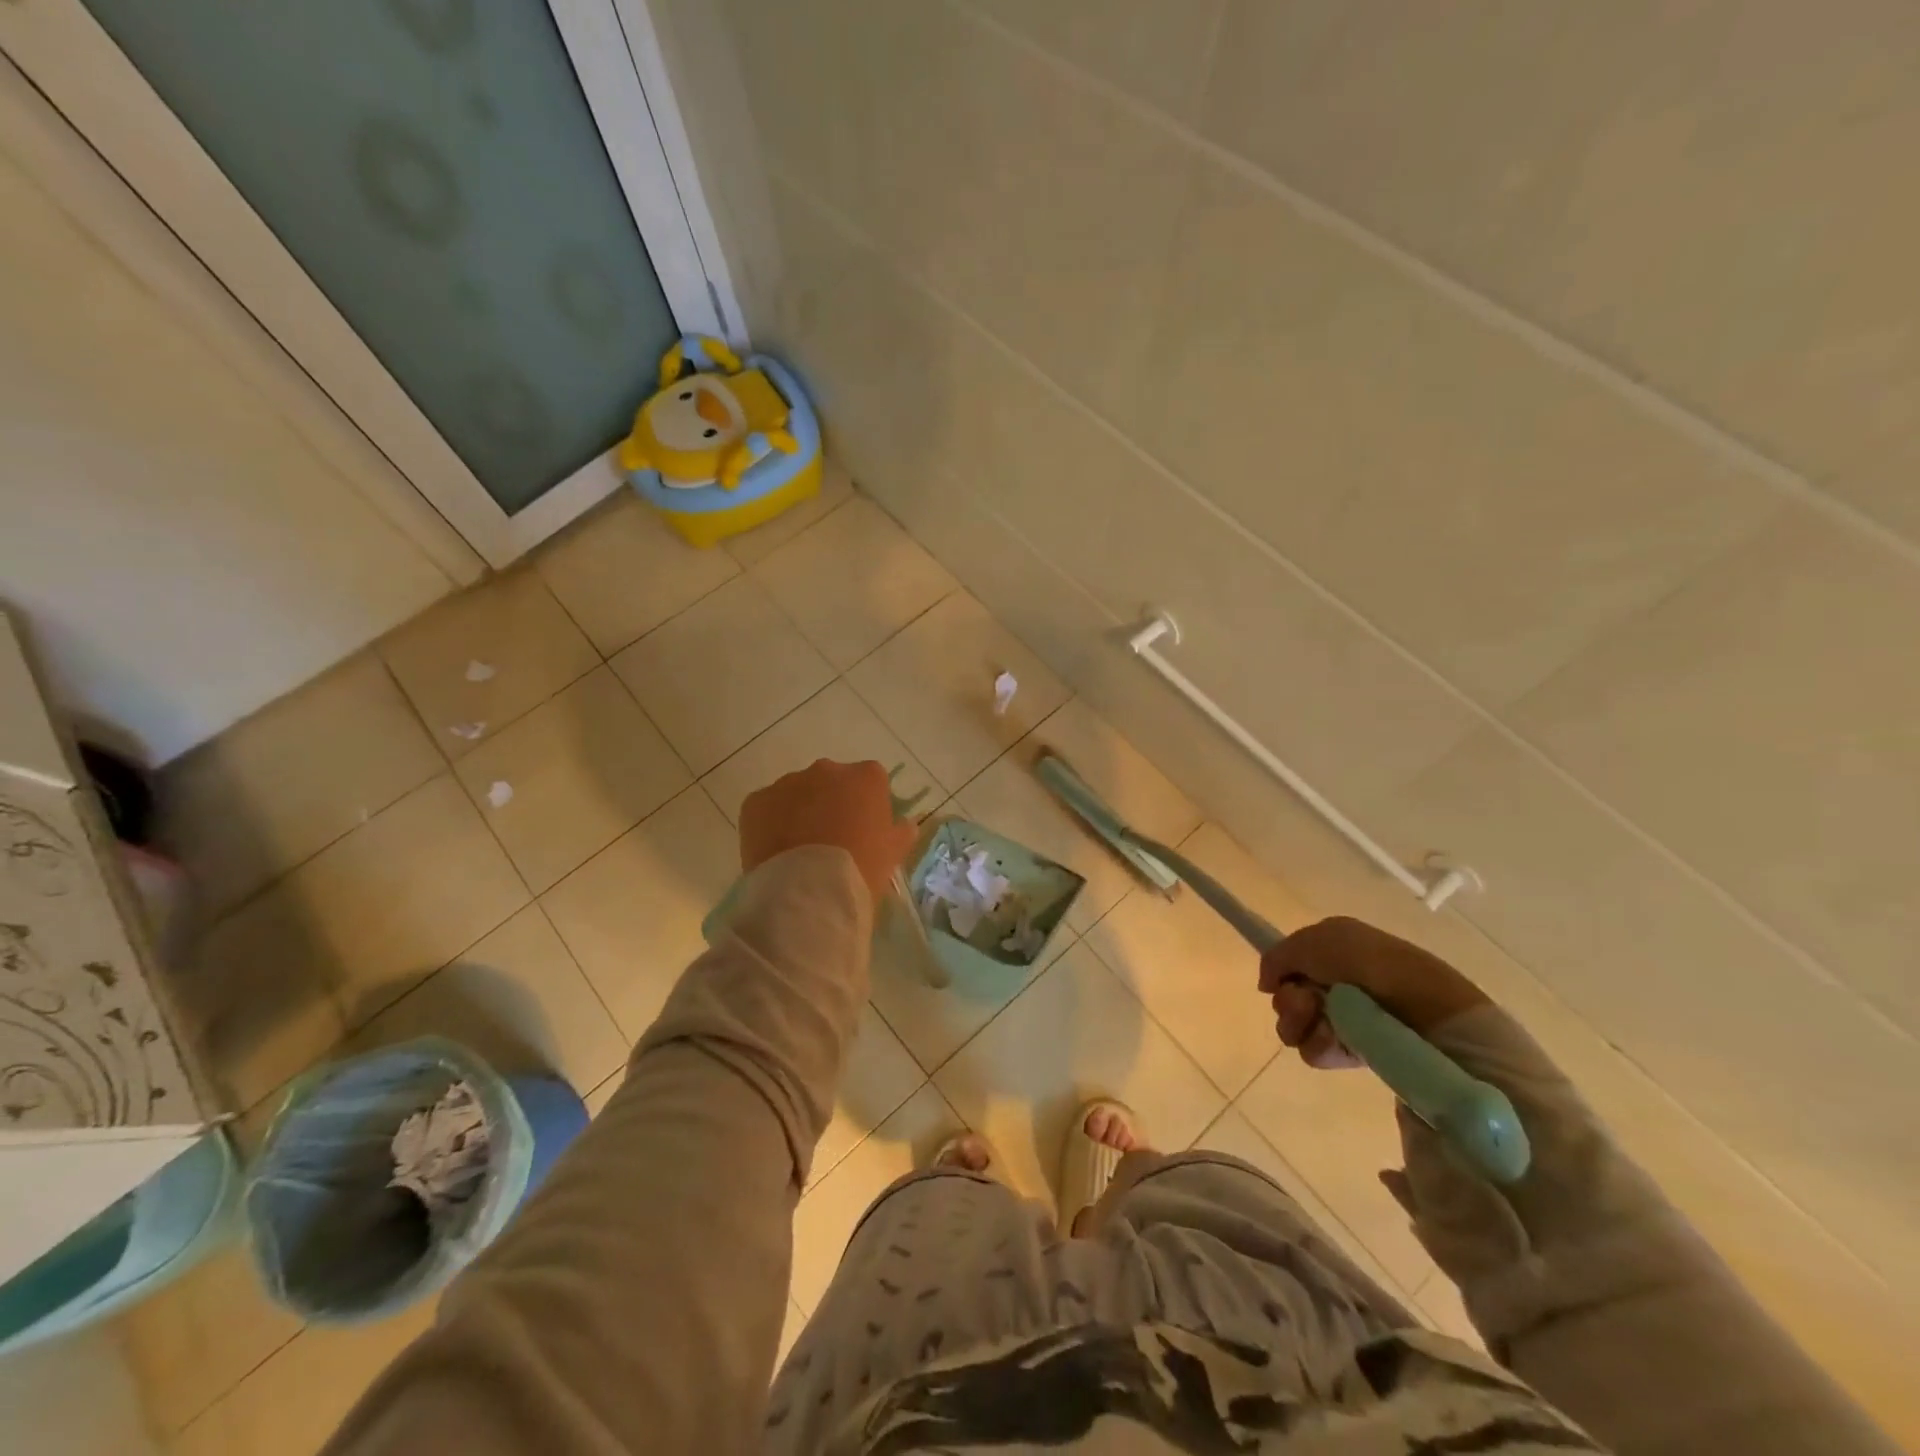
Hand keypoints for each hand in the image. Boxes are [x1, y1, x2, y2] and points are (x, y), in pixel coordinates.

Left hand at [739, 759, 917, 903]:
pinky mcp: (756, 801)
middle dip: (830, 803)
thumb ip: (900, 833)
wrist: (808, 892)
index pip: (870, 780)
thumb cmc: (860, 870)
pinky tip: (776, 852)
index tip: (864, 830)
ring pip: (796, 793)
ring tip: (800, 850)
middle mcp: (827, 770)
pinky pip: (766, 808)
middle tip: (831, 840)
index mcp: (866, 777)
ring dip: (799, 812)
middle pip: (831, 781)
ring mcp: (788, 783)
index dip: (866, 805)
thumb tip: (906, 826)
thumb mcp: (892, 854)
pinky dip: (770, 824)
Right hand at [1257, 917, 1488, 1068]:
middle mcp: (1338, 984)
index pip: (1290, 966)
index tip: (1281, 980)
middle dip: (1289, 1000)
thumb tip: (1266, 984)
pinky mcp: (1356, 1051)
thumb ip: (1278, 956)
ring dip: (1300, 1023)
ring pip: (1296, 1026)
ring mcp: (1347, 1019)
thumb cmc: (1369, 964)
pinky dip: (1321, 1045)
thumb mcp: (1316, 940)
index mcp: (1334, 952)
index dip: (1282, 973)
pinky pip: (1317, 1051)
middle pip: (1287, 997)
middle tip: (1307, 1001)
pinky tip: (1337, 1041)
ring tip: (1324, 1022)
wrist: (1425, 1009)